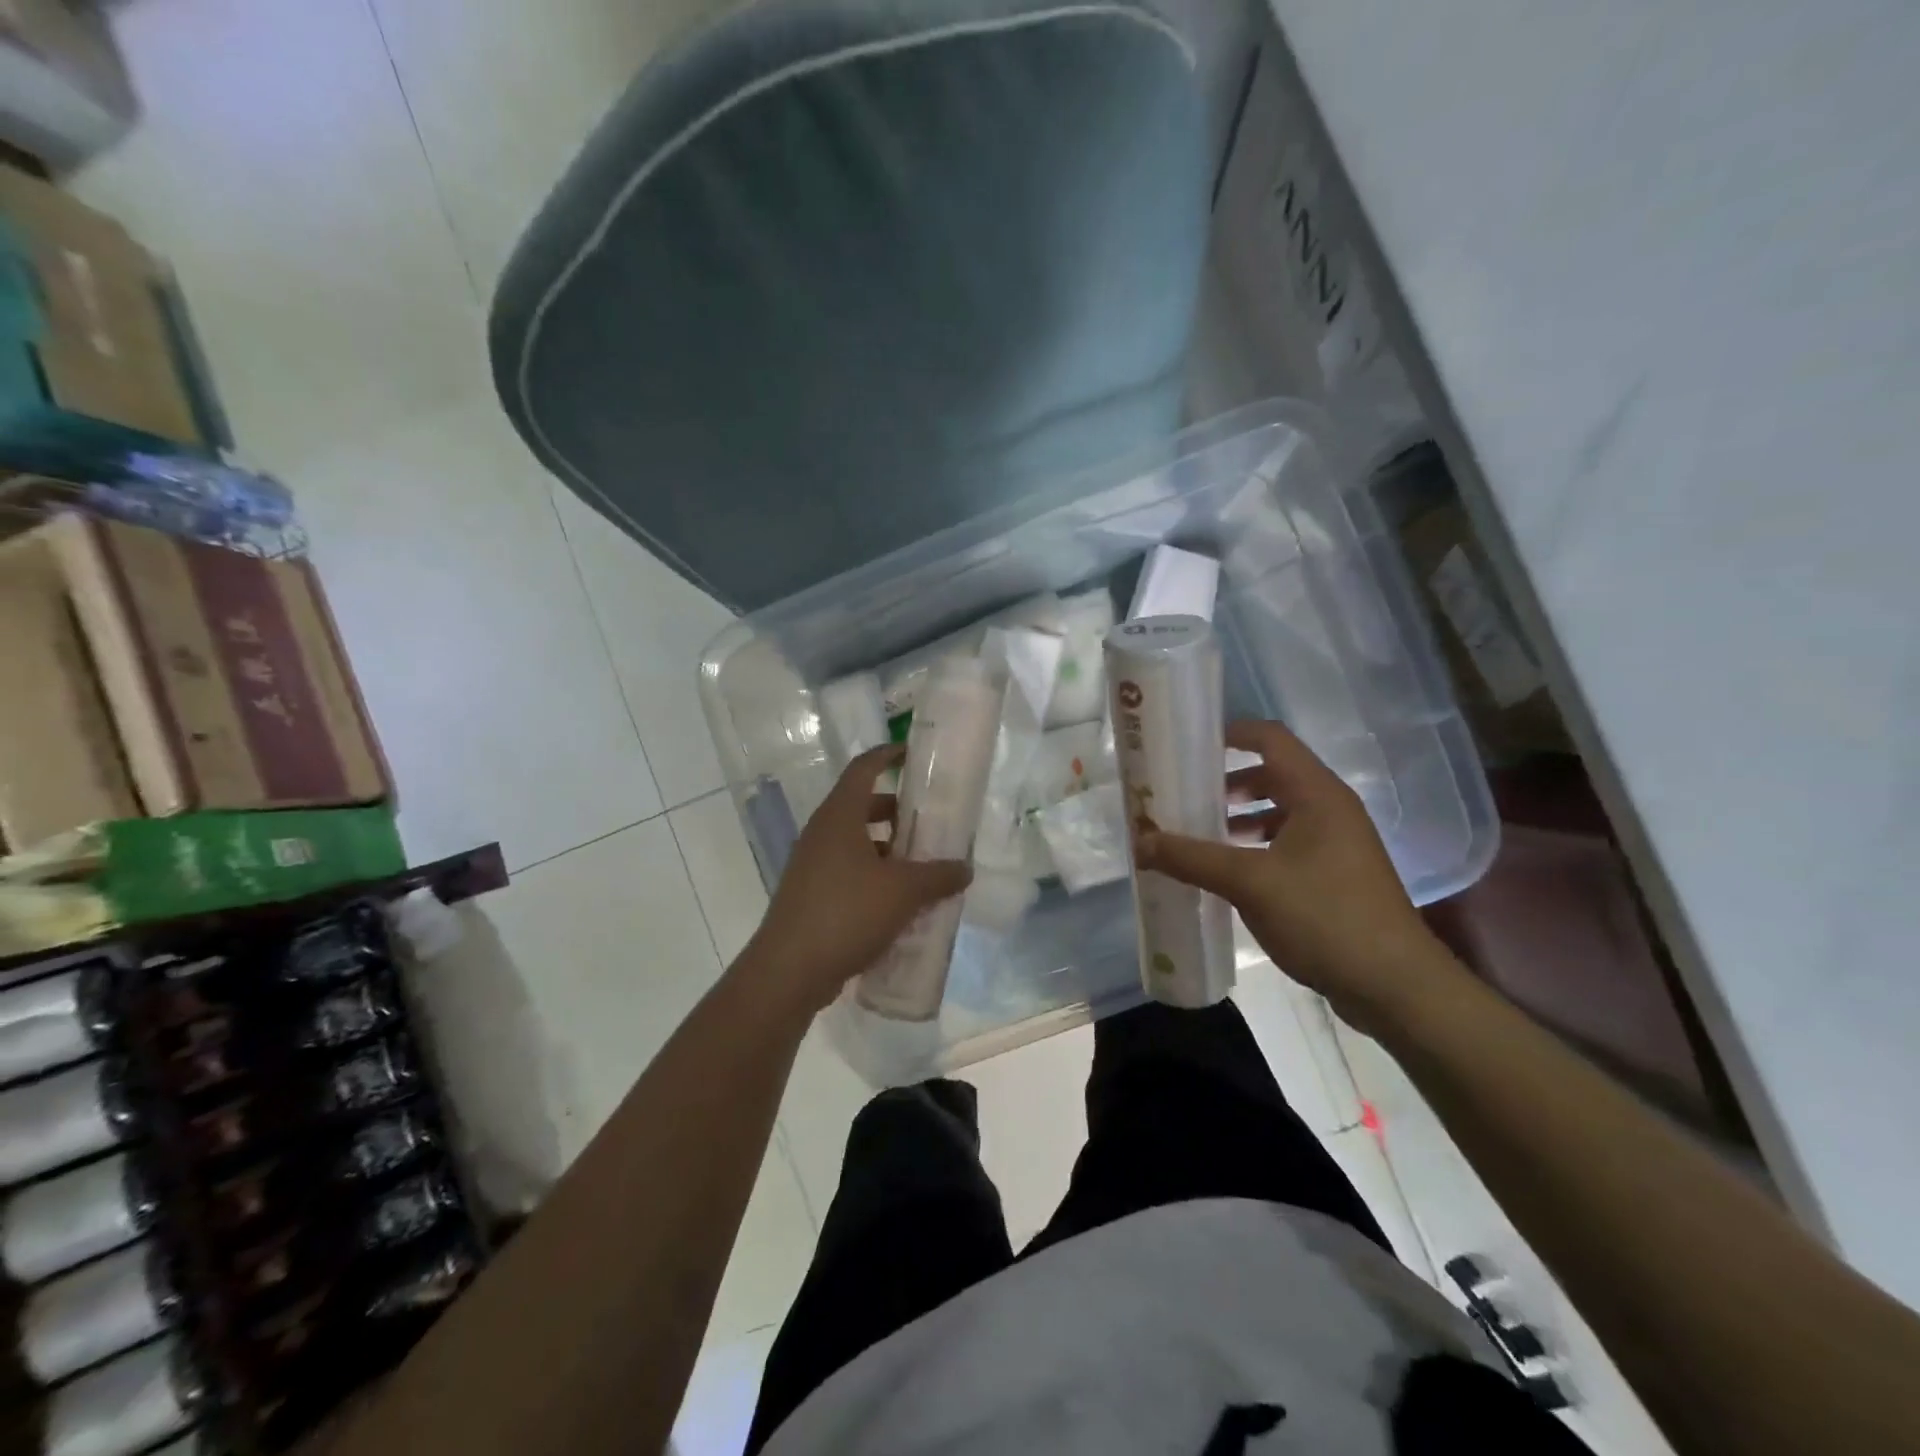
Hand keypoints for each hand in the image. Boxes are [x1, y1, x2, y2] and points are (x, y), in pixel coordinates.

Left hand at [741, 746, 971, 1015]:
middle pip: (862, 806)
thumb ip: (938, 876)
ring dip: (888, 848)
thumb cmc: (847, 913)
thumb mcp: (903, 891)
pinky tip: (899, 901)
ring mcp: (812, 865)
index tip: (913, 753)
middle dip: (897, 811)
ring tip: (922, 866)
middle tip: (930, 821)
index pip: (863, 768)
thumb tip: (965, 868)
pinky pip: (848, 872)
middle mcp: (822, 833)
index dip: (888, 755)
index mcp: (839, 817)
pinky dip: (874, 876)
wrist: (789, 971)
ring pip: (856, 842)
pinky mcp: (811, 895)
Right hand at [1137, 719, 1439, 1027]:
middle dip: (1226, 782)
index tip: (1189, 745)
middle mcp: (1330, 809)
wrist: (1394, 986)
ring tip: (1199, 836)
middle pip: (1272, 774)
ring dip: (1239, 818)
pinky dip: (1254, 846)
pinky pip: (1287, 843)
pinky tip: (1228, 872)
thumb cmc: (1324, 916)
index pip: (1271, 738)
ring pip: (1279, 812)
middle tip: (1185, 796)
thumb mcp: (1249, 883)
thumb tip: (1139, 842)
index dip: (1231, 733)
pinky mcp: (1335, 875)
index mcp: (1317, 794)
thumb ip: (1192, 858)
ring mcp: (1336, 843)